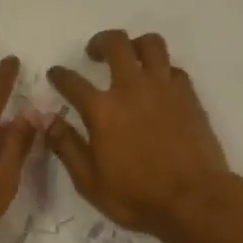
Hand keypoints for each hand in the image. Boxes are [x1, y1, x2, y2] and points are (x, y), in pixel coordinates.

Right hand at [47, 30, 233, 238]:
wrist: (194, 199)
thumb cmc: (137, 196)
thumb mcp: (89, 181)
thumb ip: (66, 146)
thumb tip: (48, 121)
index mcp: (102, 109)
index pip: (72, 81)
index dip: (60, 75)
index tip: (56, 74)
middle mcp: (132, 88)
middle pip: (115, 43)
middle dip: (100, 42)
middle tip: (94, 53)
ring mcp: (164, 88)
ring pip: (151, 44)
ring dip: (136, 44)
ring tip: (130, 57)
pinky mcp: (188, 95)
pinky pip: (173, 68)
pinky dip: (162, 70)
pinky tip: (158, 84)